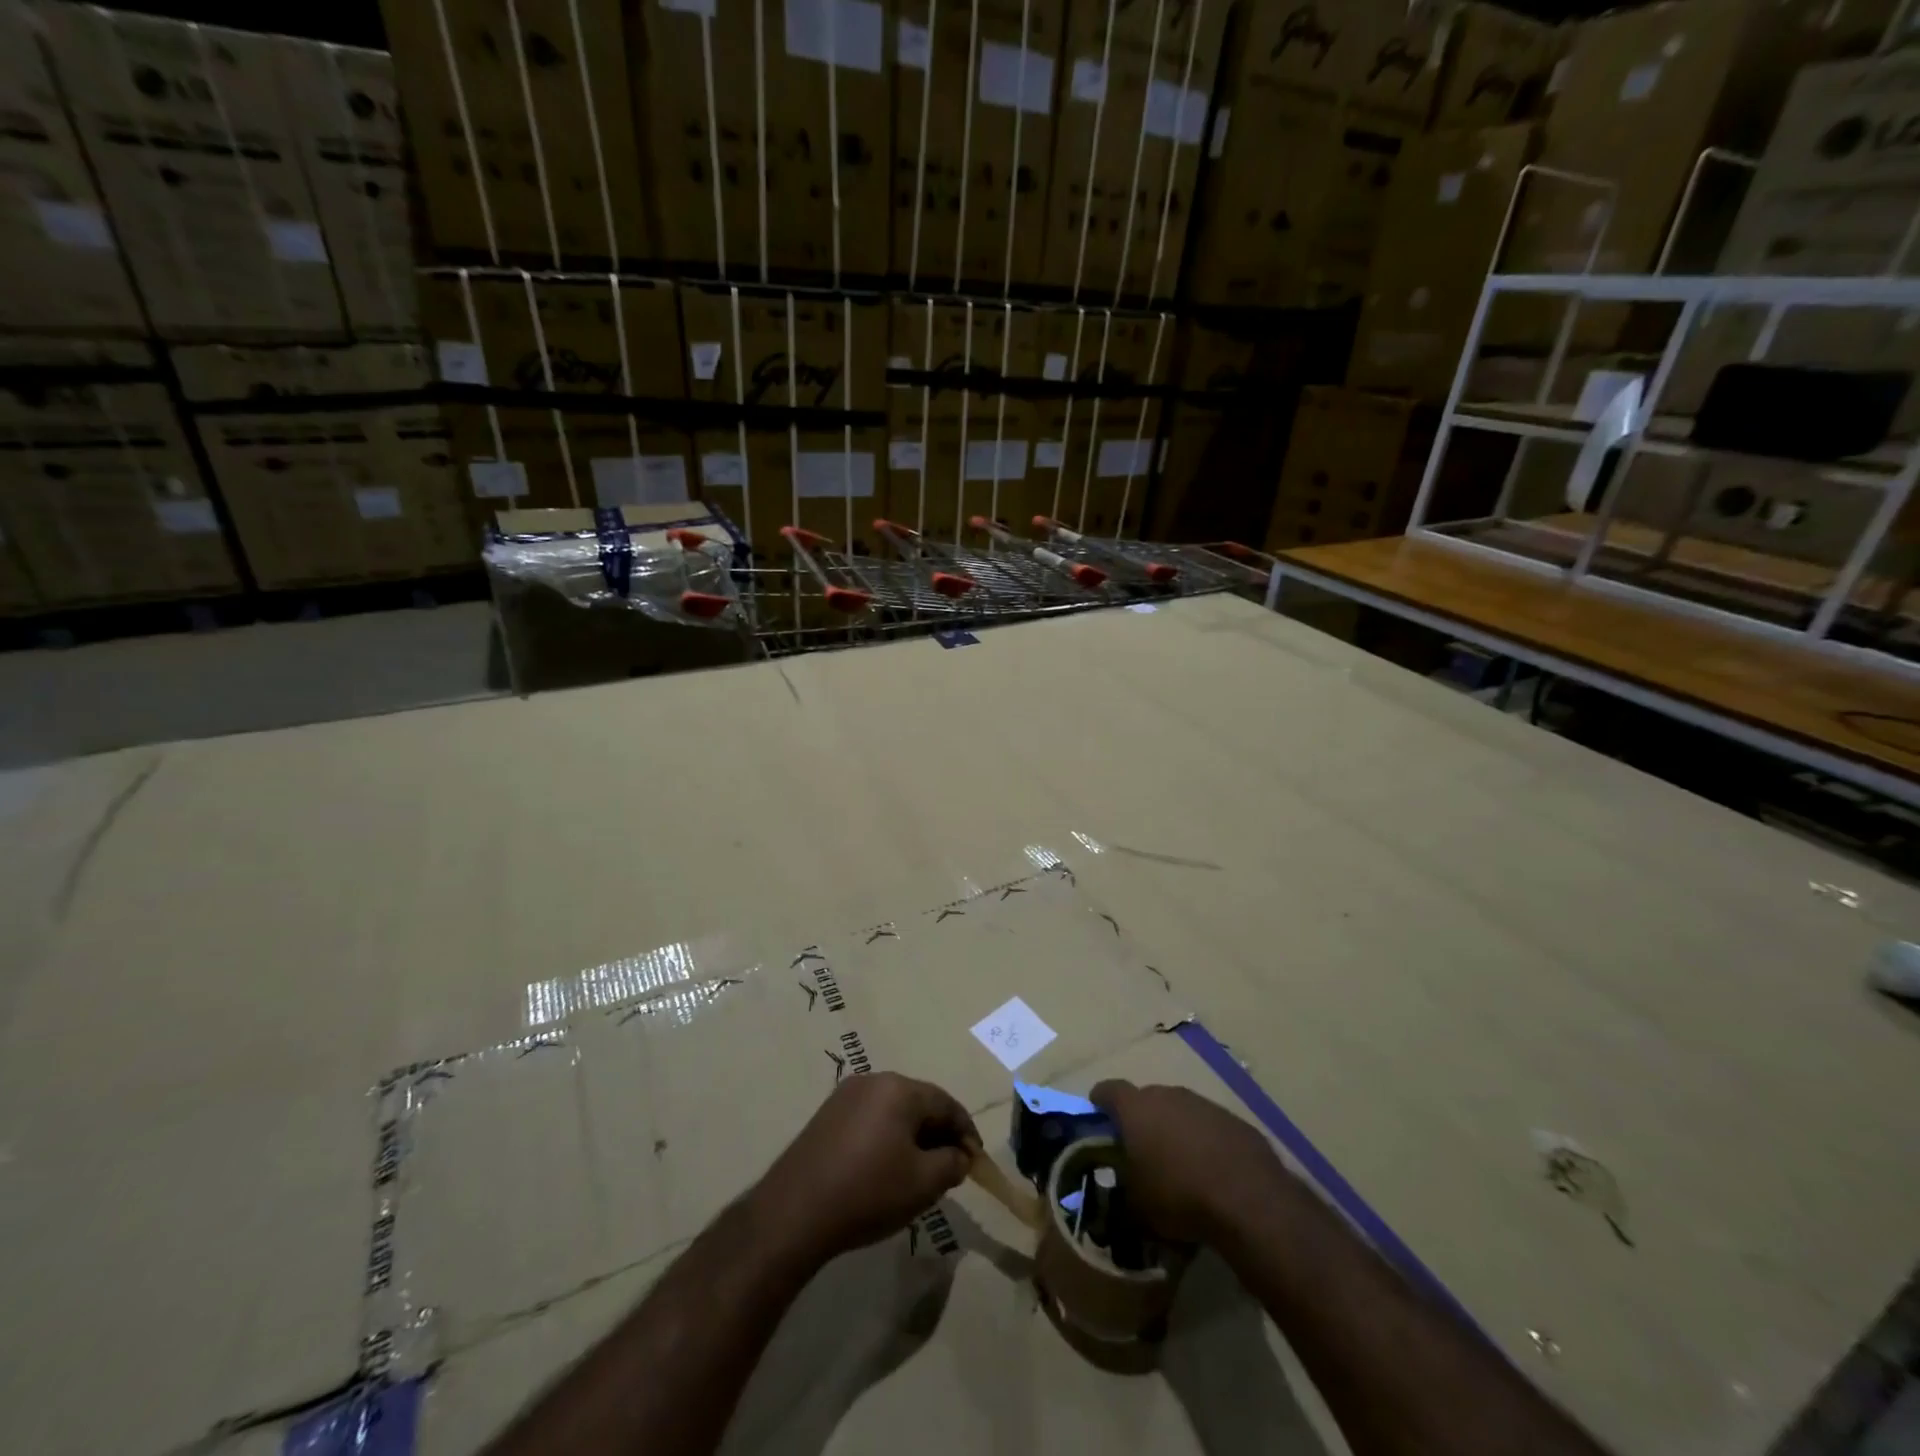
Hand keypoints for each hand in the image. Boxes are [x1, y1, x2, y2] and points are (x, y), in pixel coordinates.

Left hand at [753, 1073, 977, 1266]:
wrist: (794, 1212)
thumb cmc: (868, 1192)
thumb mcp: (923, 1184)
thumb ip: (951, 1164)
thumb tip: (960, 1156)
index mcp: (900, 1089)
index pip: (947, 1104)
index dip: (966, 1133)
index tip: (975, 1162)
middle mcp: (873, 1081)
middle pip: (919, 1103)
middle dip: (939, 1134)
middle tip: (950, 1168)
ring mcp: (845, 1096)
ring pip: (893, 1111)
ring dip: (912, 1137)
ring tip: (920, 1172)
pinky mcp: (826, 1116)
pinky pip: (870, 1120)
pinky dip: (886, 1139)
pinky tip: (885, 1169)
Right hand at [1091, 1080, 1288, 1244]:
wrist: (1248, 1199)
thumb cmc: (1179, 1196)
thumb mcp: (1137, 1207)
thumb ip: (1122, 1192)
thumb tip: (1120, 1193)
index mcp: (1136, 1108)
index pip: (1107, 1090)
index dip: (1100, 1103)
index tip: (1098, 1120)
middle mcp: (1167, 1094)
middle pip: (1146, 1099)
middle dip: (1141, 1121)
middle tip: (1141, 1151)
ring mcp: (1203, 1104)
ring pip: (1179, 1111)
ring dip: (1175, 1130)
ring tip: (1179, 1165)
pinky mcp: (1233, 1120)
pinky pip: (1209, 1126)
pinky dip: (1204, 1142)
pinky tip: (1212, 1172)